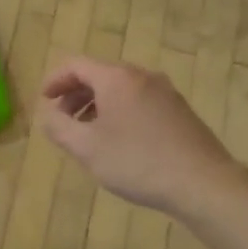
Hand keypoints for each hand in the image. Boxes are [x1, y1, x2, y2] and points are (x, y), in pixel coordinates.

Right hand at [37, 57, 247, 217]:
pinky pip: (139, 100)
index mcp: (116, 78)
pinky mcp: (179, 110)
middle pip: (99, 74)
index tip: (44, 101)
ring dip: (97, 105)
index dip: (54, 80)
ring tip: (88, 133)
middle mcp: (141, 76)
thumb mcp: (87, 149)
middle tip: (62, 120)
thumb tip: (47, 114)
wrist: (204, 183)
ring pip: (120, 89)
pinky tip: (120, 141)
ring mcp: (165, 91)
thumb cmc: (138, 162)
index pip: (76, 65)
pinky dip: (120, 111)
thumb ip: (59, 127)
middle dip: (75, 94)